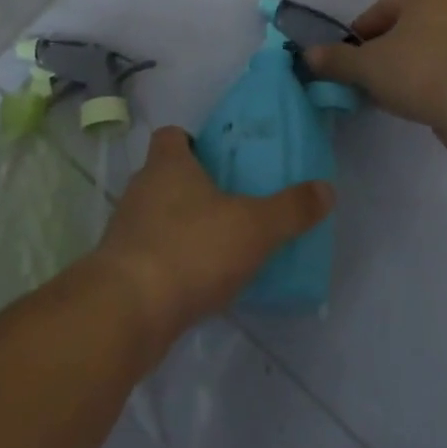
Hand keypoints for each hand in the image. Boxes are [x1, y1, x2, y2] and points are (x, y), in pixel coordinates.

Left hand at [90, 127, 332, 356]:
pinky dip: (171, 261)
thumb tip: (327, 189)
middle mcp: (141, 189)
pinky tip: (197, 283)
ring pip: (155, 216)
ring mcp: (125, 230)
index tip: (217, 159)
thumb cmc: (191, 250)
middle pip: (164, 175)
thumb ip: (291, 209)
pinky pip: (150, 253)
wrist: (128, 312)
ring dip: (180, 226)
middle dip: (193, 186)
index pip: (171, 135)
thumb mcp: (253, 227)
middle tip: (230, 202)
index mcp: (167, 165)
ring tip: (218, 245)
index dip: (191, 142)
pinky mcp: (119, 269)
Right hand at [303, 0, 446, 130]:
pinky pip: (438, 73)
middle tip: (364, 82)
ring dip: (399, 73)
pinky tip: (414, 105)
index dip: (355, 40)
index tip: (347, 65)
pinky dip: (422, 85)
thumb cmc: (417, 71)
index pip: (376, 13)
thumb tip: (308, 55)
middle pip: (398, 33)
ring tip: (387, 98)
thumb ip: (335, 60)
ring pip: (418, 54)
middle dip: (378, 57)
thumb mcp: (366, 65)